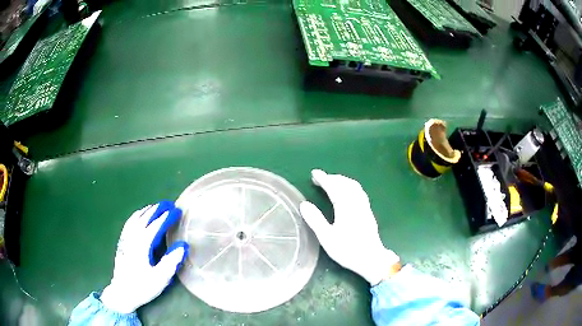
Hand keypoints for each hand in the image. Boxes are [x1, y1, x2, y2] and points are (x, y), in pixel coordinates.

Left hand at [100, 201, 188, 313]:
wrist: (121, 293)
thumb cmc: (142, 287)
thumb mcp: (160, 278)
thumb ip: (171, 261)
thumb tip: (183, 245)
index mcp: (142, 245)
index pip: (156, 225)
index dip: (167, 216)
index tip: (177, 210)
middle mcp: (132, 237)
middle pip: (145, 217)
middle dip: (157, 209)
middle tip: (169, 204)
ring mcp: (126, 238)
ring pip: (136, 218)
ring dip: (147, 210)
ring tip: (157, 207)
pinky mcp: (122, 242)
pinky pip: (129, 223)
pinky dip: (137, 215)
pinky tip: (139, 216)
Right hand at [299, 170, 399, 284]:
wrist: (371, 259)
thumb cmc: (348, 250)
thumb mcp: (327, 238)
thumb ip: (315, 220)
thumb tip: (304, 204)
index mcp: (346, 208)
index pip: (334, 188)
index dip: (324, 179)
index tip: (314, 173)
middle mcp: (357, 204)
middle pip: (346, 184)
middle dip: (333, 178)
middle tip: (320, 178)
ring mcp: (365, 207)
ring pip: (354, 187)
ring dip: (342, 181)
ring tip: (332, 182)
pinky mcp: (369, 212)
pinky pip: (359, 192)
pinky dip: (350, 186)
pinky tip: (347, 193)